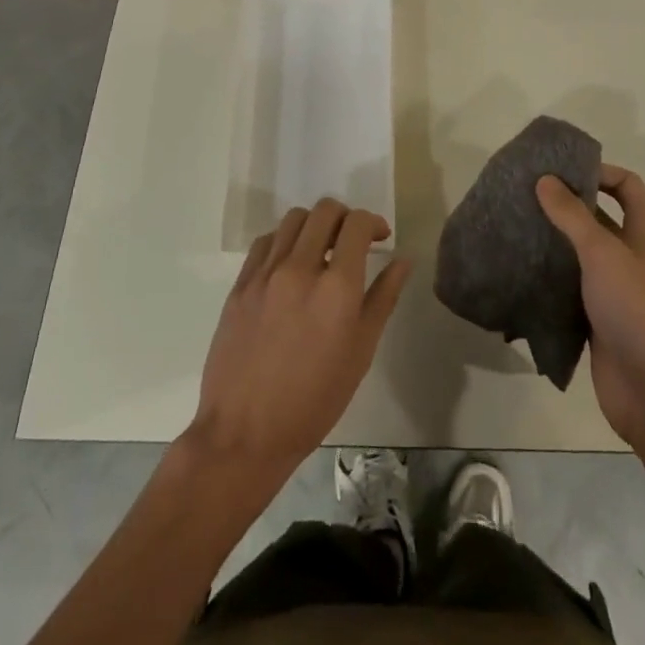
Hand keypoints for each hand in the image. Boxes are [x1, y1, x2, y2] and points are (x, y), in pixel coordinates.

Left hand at [186, 199, 410, 490]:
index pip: (358, 224)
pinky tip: (289, 264)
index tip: (380, 238)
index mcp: (337, 287)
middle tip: (352, 241)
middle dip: (346, 218)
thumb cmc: (314, 400)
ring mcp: (266, 274)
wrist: (245, 434)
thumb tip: (403, 260)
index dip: (374, 222)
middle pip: (325, 210)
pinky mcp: (241, 284)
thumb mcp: (361, 352)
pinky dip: (284, 241)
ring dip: (314, 225)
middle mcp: (300, 269)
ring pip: (294, 219)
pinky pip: (266, 241)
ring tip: (320, 250)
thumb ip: (383, 297)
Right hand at [537, 165, 644, 448]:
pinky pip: (574, 284)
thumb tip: (545, 179)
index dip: (597, 171)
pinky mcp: (601, 315)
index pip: (626, 184)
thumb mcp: (602, 253)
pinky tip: (522, 268)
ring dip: (556, 239)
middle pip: (602, 215)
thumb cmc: (636, 309)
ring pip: (584, 251)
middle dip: (567, 204)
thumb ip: (572, 215)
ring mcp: (618, 286)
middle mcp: (636, 253)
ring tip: (517, 225)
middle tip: (526, 194)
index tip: (558, 170)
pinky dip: (553, 274)